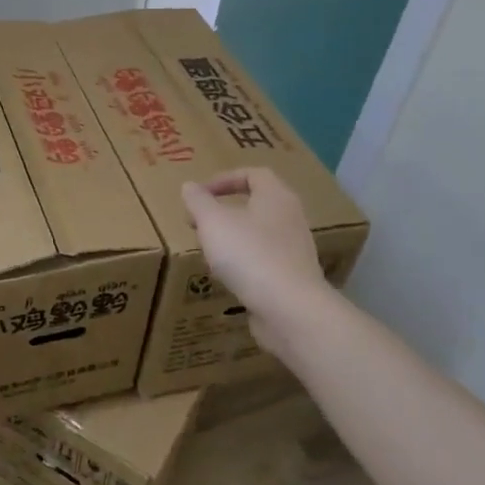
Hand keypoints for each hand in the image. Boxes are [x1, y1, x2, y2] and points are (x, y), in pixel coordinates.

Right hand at [181, 168, 327, 357]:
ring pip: (260, 234)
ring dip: (233, 237)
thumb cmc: (249, 254)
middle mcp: (291, 219)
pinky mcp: (292, 278)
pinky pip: (264, 260)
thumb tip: (190, 186)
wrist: (290, 309)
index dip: (225, 179)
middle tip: (199, 222)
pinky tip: (228, 275)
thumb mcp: (213, 222)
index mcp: (276, 197)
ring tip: (209, 249)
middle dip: (225, 210)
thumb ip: (198, 201)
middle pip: (257, 204)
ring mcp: (295, 250)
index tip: (200, 194)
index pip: (254, 174)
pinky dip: (244, 261)